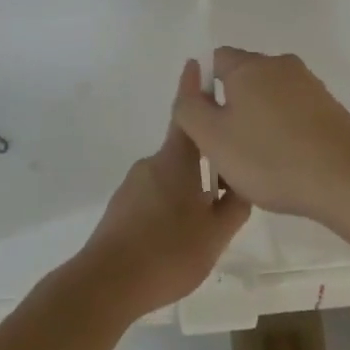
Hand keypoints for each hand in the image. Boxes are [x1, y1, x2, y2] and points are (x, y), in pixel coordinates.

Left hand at [73, 67, 251, 319]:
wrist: (106, 284)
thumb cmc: (167, 252)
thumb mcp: (215, 234)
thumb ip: (233, 206)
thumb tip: (243, 182)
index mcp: (175, 161)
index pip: (187, 115)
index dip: (194, 90)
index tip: (199, 66)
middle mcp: (151, 165)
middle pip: (183, 152)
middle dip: (205, 161)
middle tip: (228, 186)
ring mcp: (132, 187)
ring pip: (169, 177)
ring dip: (189, 188)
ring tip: (207, 222)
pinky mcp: (121, 209)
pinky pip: (154, 196)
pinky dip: (171, 205)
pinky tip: (180, 237)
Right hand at [171, 48, 349, 225]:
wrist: (349, 180)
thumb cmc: (270, 158)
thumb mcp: (212, 138)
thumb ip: (189, 107)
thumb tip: (191, 80)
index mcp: (250, 66)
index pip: (216, 60)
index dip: (204, 90)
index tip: (207, 127)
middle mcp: (281, 66)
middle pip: (244, 79)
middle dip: (231, 109)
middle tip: (227, 151)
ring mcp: (311, 86)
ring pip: (270, 99)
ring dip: (258, 124)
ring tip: (258, 166)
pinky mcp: (331, 109)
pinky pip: (294, 115)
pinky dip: (284, 134)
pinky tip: (287, 167)